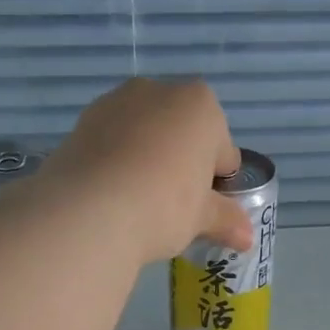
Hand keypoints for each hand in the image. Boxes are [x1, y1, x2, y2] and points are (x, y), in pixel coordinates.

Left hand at [37, 78, 252, 264]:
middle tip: (173, 205)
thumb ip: (226, 219)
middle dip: (181, 162)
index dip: (217, 182)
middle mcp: (158, 91)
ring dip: (147, 158)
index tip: (205, 207)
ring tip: (138, 200)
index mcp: (200, 104)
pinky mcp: (82, 121)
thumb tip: (248, 238)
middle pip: (182, 133)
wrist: (88, 210)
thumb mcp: (202, 217)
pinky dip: (116, 160)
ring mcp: (115, 102)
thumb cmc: (164, 205)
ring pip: (144, 133)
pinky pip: (112, 141)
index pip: (223, 149)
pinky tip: (112, 193)